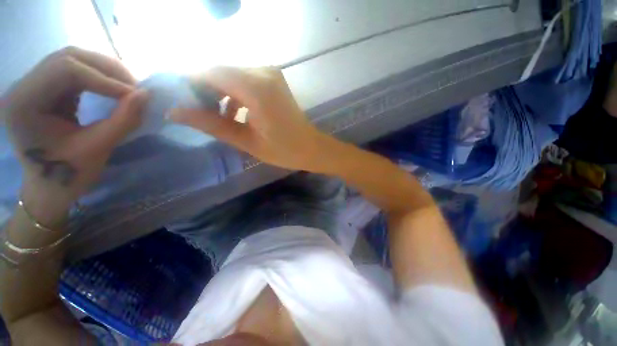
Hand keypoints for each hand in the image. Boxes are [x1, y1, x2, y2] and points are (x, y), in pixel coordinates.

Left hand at [2, 47, 147, 222]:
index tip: (136, 95)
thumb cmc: (68, 175)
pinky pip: (73, 72)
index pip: (65, 70)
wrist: (50, 188)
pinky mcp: (44, 90)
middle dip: (106, 70)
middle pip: (68, 58)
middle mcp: (22, 87)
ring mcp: (32, 86)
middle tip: (135, 88)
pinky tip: (112, 88)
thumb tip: (147, 95)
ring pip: (72, 60)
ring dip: (104, 71)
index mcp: (24, 103)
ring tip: (127, 87)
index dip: (104, 79)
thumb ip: (123, 120)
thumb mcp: (97, 149)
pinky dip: (97, 77)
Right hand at [170, 67, 329, 171]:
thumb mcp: (246, 141)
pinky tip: (232, 112)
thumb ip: (211, 124)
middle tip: (194, 111)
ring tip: (213, 115)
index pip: (210, 73)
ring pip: (232, 75)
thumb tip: (174, 112)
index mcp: (256, 88)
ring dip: (219, 92)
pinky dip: (234, 93)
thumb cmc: (283, 150)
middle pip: (220, 71)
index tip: (178, 100)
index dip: (190, 84)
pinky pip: (245, 80)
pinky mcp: (273, 80)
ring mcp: (270, 74)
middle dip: (204, 89)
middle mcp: (263, 72)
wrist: (311, 148)